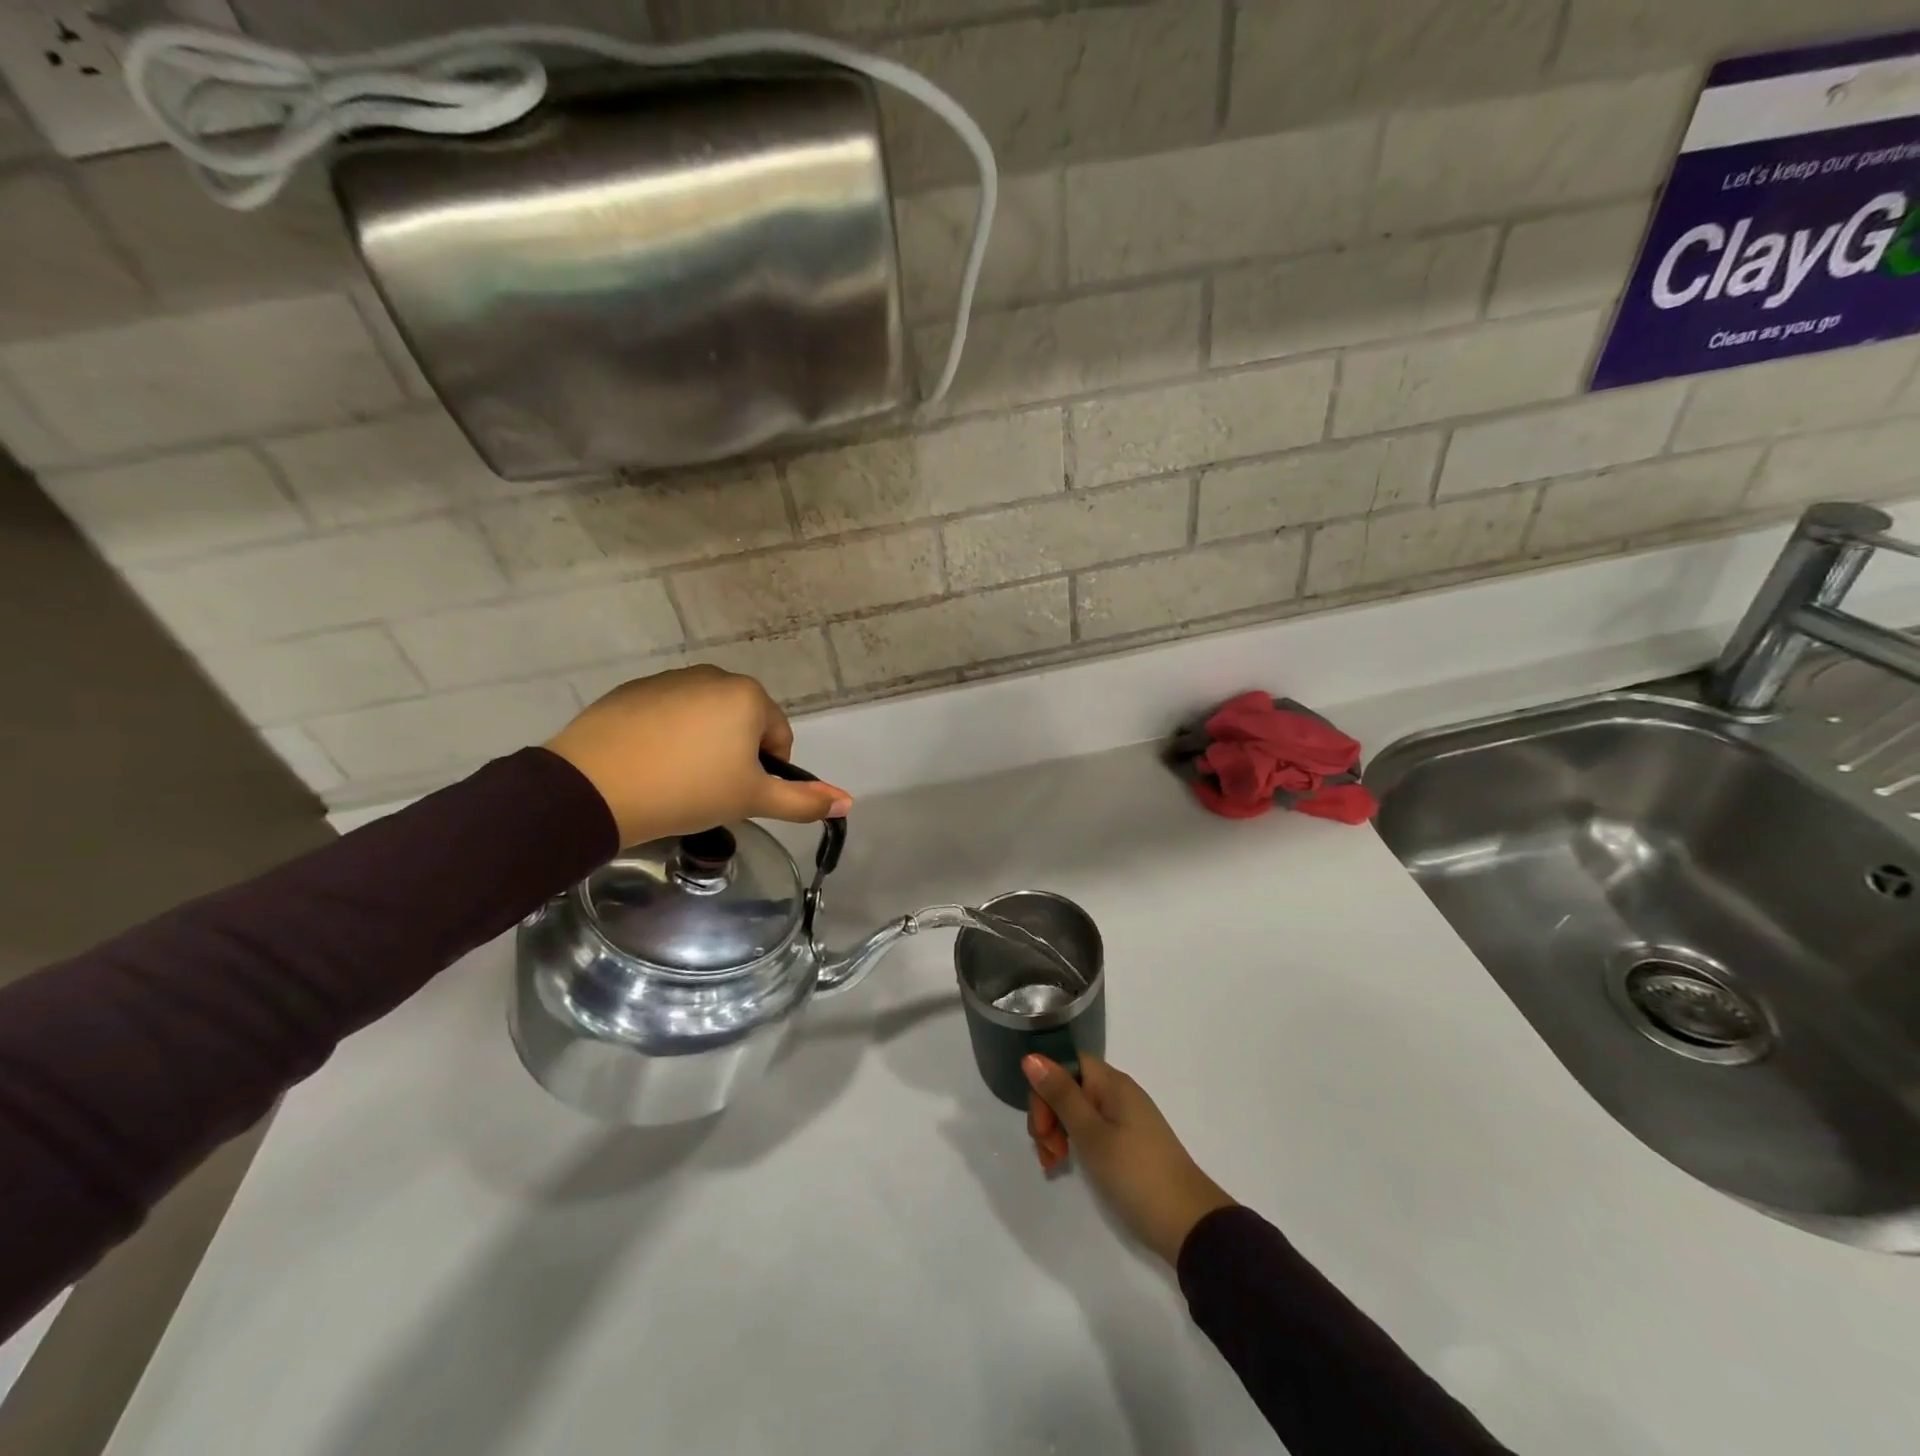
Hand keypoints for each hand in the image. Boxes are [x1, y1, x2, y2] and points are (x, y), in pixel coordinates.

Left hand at [544, 666, 851, 845]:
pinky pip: (667, 715)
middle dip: (735, 754)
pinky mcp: (632, 691)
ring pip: (704, 718)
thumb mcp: (751, 800)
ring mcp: (669, 680)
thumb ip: (803, 801)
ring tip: (676, 779)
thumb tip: (848, 801)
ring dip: (703, 744)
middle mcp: (714, 676)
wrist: (594, 788)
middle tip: (709, 789)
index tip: (738, 794)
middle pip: (742, 723)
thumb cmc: (688, 790)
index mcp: (749, 696)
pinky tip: (648, 765)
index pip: (779, 737)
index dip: (766, 771)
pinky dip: (667, 737)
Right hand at [1025, 1054, 1235, 1265]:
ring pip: (1078, 1111)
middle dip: (1048, 1114)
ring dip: (1058, 1131)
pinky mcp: (1129, 1144)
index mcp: (1112, 1083)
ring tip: (1053, 1164)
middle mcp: (1119, 1093)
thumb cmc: (1136, 1174)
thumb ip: (1060, 1095)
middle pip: (1070, 1086)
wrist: (1189, 1225)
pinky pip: (1092, 1130)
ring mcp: (1125, 1119)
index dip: (1046, 1086)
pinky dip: (1075, 1144)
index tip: (1041, 1124)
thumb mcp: (1091, 1135)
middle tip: (1047, 1151)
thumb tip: (1031, 1056)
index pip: (1066, 1062)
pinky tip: (1066, 1166)